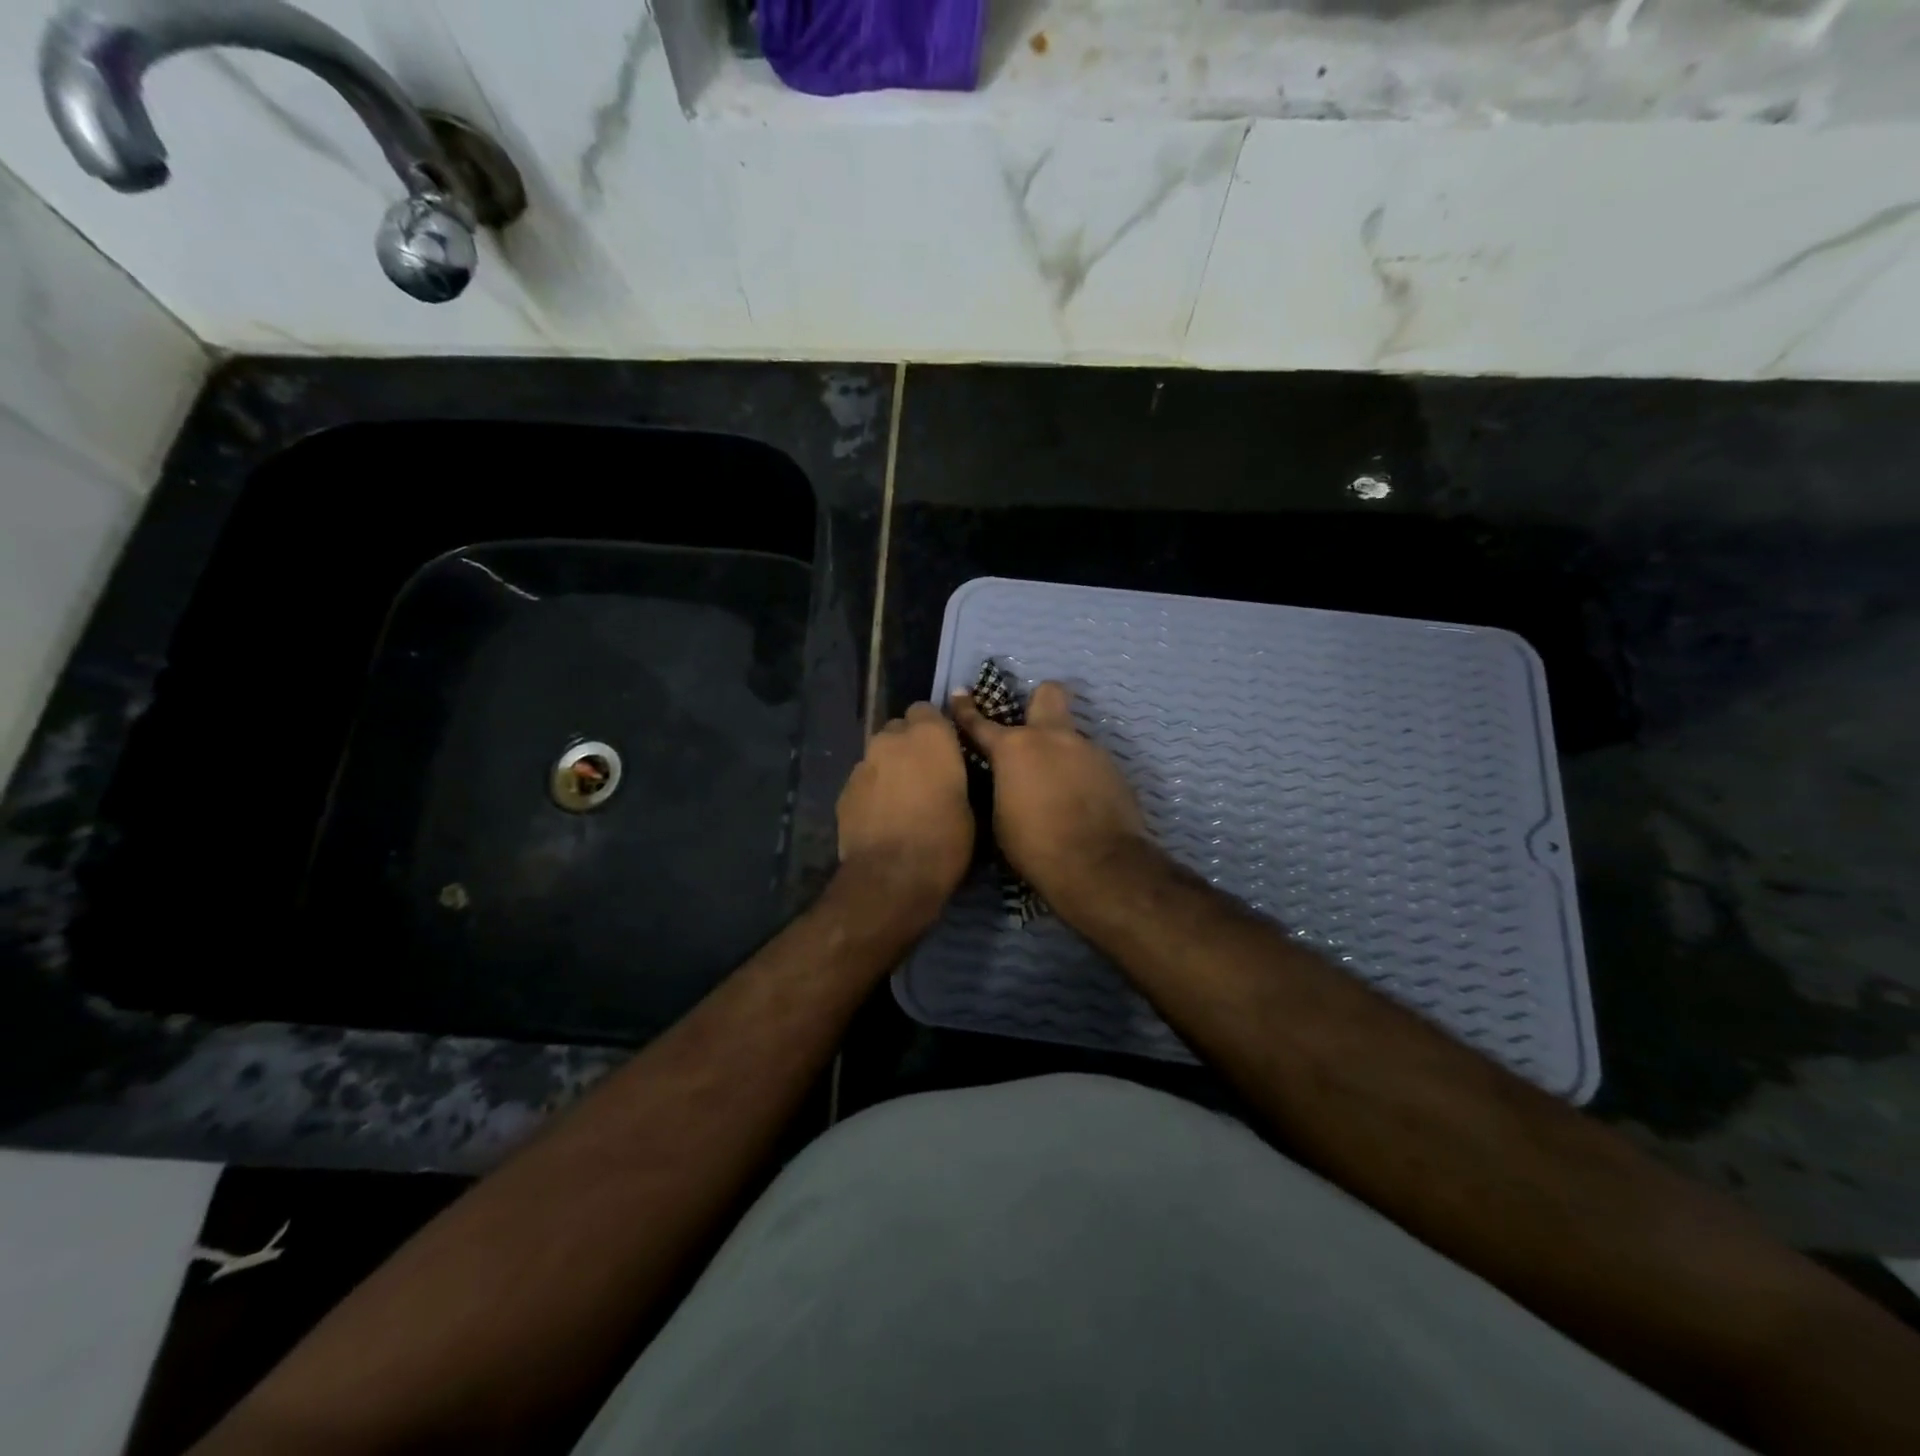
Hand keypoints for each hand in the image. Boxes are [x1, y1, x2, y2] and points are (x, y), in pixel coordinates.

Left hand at [836, 702, 972, 917]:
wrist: (892, 878)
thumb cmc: (944, 840)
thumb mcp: (969, 806)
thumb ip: (954, 775)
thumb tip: (947, 775)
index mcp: (929, 736)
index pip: (927, 710)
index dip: (934, 728)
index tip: (945, 750)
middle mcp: (891, 740)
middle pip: (899, 730)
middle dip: (909, 745)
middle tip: (923, 775)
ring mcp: (863, 764)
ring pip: (878, 756)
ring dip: (889, 769)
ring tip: (901, 800)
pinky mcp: (844, 790)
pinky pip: (864, 782)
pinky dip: (873, 792)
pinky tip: (882, 818)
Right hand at [950, 681, 1149, 917]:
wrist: (1097, 864)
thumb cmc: (1034, 845)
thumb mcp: (999, 818)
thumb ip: (1003, 785)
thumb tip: (1009, 780)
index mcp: (1014, 748)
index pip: (981, 722)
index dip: (967, 709)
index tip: (961, 694)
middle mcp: (1052, 737)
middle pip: (1048, 693)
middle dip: (1039, 701)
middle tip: (1033, 725)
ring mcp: (1088, 749)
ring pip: (1071, 737)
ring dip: (1062, 753)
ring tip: (1059, 788)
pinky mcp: (1114, 768)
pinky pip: (1090, 763)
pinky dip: (1082, 776)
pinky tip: (1082, 803)